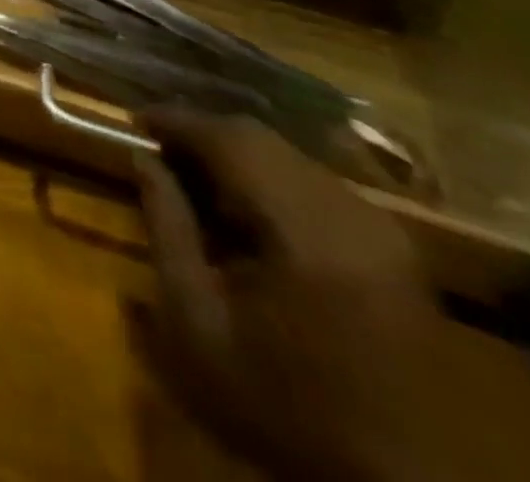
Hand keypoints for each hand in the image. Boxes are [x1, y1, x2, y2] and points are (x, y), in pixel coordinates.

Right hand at [136, 111, 529, 481]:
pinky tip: (245, 211)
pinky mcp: (396, 248)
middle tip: (158, 150)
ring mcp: (383, 230)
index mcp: (307, 236)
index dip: (176, 121)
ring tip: (194, 179)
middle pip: (261, 139)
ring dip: (236, 156)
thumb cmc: (280, 408)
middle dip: (202, 135)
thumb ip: (166, 229)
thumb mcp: (196, 324)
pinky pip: (316, 183)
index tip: (133, 121)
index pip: (231, 141)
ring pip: (289, 155)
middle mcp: (353, 216)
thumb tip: (143, 159)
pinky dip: (269, 179)